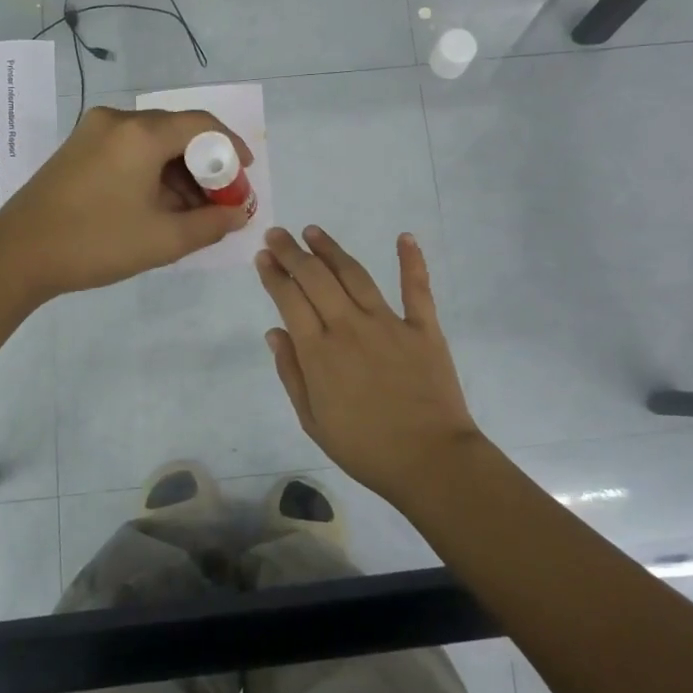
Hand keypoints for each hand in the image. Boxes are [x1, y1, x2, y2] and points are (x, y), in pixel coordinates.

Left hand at [0, 105, 252, 299]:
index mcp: (140, 133)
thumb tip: (239, 214)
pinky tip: (157, 205)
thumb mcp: (163, 240)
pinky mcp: (78, 148)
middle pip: (177, 131)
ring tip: (190, 212)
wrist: (16, 255)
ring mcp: (92, 132)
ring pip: (152, 142)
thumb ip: (211, 224)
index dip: (231, 147)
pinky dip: (151, 171)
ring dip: (178, 171)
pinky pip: (129, 149)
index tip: (245, 175)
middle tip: (220, 200)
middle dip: (205, 165)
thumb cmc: (95, 243)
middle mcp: (117, 120)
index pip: (202, 124)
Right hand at [254, 225, 484, 503]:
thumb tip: (275, 332)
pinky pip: (416, 288)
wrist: (430, 461)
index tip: (263, 257)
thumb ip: (292, 374)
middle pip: (316, 279)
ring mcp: (388, 323)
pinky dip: (411, 260)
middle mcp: (349, 327)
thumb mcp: (313, 421)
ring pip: (354, 275)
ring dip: (331, 249)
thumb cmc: (365, 449)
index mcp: (319, 352)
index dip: (274, 275)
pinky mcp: (423, 328)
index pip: (289, 300)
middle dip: (292, 253)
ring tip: (313, 231)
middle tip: (278, 235)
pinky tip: (405, 237)